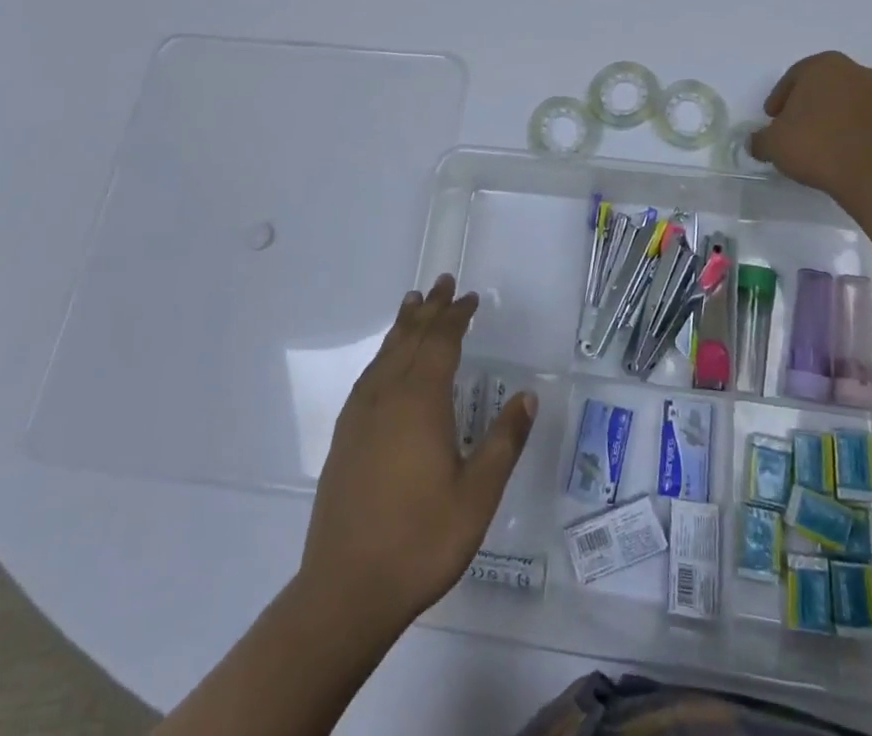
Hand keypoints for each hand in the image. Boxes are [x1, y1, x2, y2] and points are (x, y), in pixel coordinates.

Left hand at [297, 275, 536, 634]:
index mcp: (421, 403)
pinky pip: (368, 377)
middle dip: (430, 309)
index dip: (456, 317)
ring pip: (385, 354)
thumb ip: (504, 442)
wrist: (345, 589)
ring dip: (403, 326)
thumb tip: (527, 395)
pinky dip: (383, 355)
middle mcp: (388, 397)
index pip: (441, 343)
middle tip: (443, 282)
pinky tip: (385, 363)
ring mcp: (361, 417)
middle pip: (410, 339)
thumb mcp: (477, 496)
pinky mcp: (344, 438)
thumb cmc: (420, 541)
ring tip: (413, 303)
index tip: (470, 298)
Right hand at [749, 51, 871, 205]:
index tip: (773, 121)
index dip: (779, 100)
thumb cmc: (818, 146)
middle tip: (793, 129)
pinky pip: (866, 120)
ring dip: (832, 117)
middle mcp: (856, 71)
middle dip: (807, 105)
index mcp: (824, 66)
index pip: (793, 78)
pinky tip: (842, 153)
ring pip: (846, 101)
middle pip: (822, 86)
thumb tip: (756, 142)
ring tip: (819, 145)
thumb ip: (759, 139)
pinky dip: (852, 131)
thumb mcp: (773, 144)